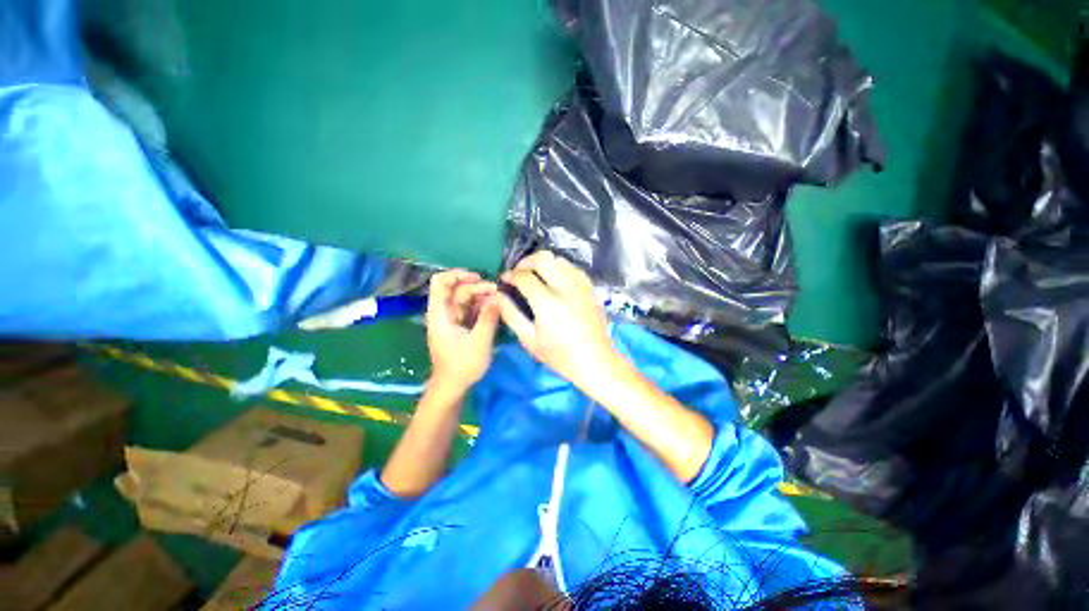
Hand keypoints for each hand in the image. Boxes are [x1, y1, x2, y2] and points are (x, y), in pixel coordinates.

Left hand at [426, 270, 500, 389]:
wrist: (453, 387)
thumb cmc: (462, 365)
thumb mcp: (479, 342)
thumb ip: (488, 318)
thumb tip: (498, 297)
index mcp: (441, 313)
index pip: (440, 282)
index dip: (457, 274)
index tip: (478, 277)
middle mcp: (445, 312)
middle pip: (458, 290)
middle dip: (478, 287)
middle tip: (497, 292)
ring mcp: (453, 319)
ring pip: (467, 299)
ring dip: (483, 297)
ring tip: (500, 301)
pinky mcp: (461, 326)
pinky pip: (472, 310)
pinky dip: (483, 307)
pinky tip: (496, 309)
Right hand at [498, 251, 616, 385]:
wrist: (595, 361)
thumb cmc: (559, 355)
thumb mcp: (529, 340)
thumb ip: (511, 314)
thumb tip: (499, 295)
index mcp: (548, 303)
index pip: (524, 276)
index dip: (510, 275)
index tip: (505, 280)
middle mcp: (566, 289)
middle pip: (543, 259)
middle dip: (526, 262)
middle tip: (519, 272)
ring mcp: (581, 287)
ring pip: (560, 260)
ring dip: (544, 263)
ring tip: (537, 275)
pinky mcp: (591, 289)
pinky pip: (574, 268)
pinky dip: (561, 268)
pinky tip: (556, 279)